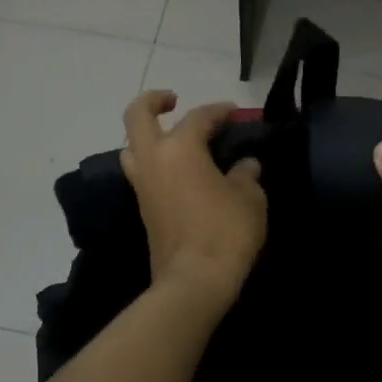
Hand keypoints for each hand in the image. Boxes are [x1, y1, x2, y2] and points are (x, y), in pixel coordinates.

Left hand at [121, 92, 267, 309]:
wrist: (193, 281)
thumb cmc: (225, 231)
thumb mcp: (249, 198)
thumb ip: (246, 175)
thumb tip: (245, 166)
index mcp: (180, 148)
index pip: (199, 116)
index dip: (219, 110)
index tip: (234, 112)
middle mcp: (154, 159)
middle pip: (137, 116)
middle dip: (153, 101)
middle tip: (173, 100)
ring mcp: (142, 185)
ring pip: (131, 146)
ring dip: (147, 135)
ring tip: (172, 139)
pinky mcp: (142, 208)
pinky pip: (142, 172)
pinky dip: (154, 162)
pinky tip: (178, 171)